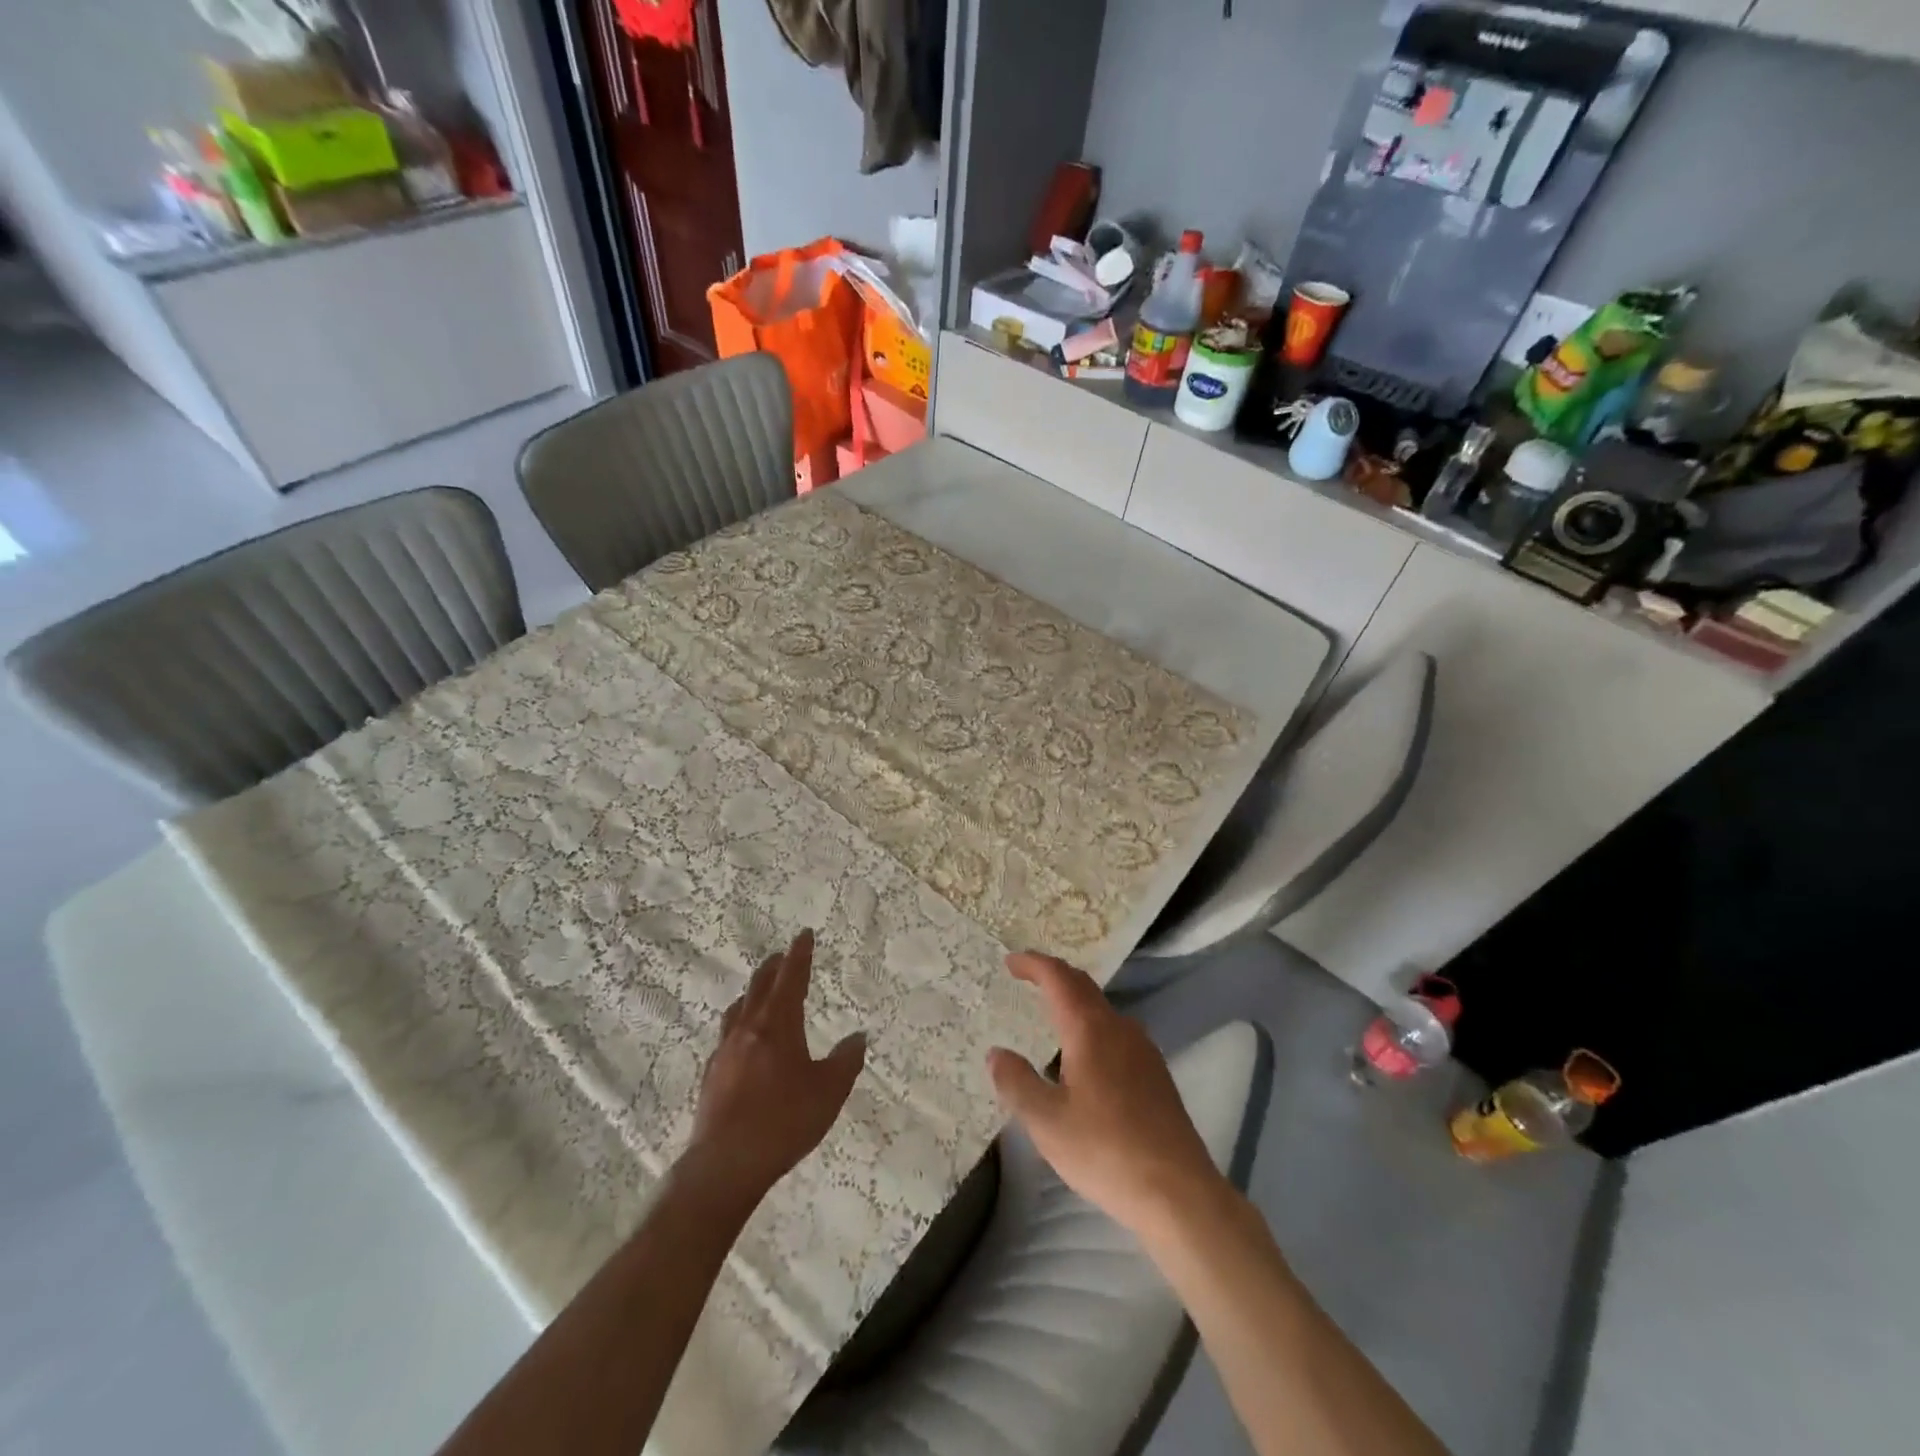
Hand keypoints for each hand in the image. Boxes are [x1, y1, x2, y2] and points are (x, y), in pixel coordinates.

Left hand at [683, 929, 866, 1208]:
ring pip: (738, 1009)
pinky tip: (742, 1040)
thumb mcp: (829, 1091)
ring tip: (759, 992)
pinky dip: (739, 1024)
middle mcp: (748, 1028)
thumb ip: (845, 1060)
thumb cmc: (784, 1120)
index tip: (803, 935)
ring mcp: (725, 1052)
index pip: (791, 978)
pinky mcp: (712, 1075)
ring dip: (752, 993)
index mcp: (778, 1024)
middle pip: (759, 987)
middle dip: (773, 968)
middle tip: (782, 956)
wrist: (726, 1164)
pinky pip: (727, 1035)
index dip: (799, 955)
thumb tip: (858, 1036)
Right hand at [987, 953, 1227, 1238]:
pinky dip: (1091, 1025)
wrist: (1178, 1192)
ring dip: (1074, 1000)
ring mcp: (1143, 1049)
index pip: (1059, 978)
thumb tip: (996, 1053)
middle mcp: (1119, 1028)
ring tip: (1051, 1014)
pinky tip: (1084, 1057)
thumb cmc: (1105, 1152)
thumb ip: (1017, 1082)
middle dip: (1053, 975)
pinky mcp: (1156, 1073)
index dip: (1033, 964)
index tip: (1010, 961)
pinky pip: (1116, 1031)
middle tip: (1026, 977)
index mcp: (1090, 1029)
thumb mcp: (1047, 1122)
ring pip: (1102, 1009)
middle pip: (1083, 986)